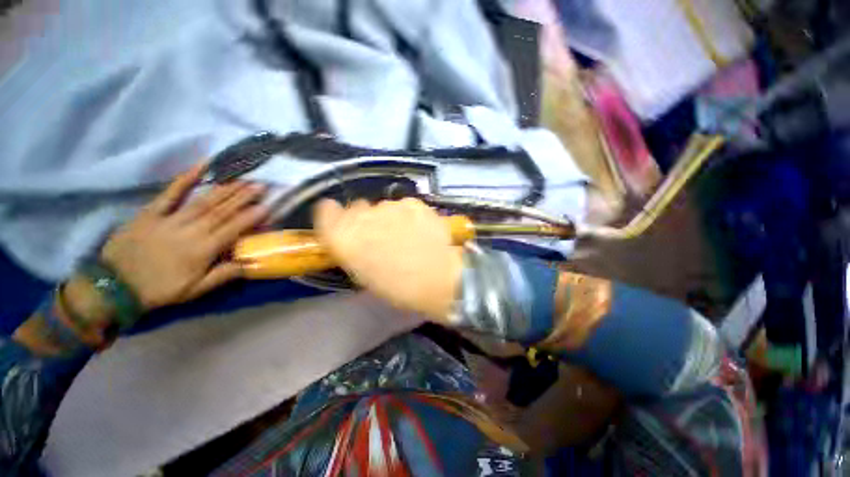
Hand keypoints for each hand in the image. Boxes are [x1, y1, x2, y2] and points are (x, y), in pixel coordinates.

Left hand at [100, 163, 267, 310]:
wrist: (115, 287)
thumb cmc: (160, 289)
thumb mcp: (195, 290)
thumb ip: (224, 275)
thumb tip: (253, 263)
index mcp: (202, 250)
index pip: (233, 229)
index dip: (251, 217)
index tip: (267, 206)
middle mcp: (190, 231)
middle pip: (221, 211)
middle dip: (243, 197)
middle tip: (260, 185)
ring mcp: (170, 219)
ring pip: (203, 201)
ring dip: (225, 189)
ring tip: (242, 179)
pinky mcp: (152, 212)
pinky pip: (170, 193)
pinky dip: (185, 178)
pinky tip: (200, 166)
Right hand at [314, 198, 462, 320]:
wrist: (436, 277)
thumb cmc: (397, 286)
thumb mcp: (364, 273)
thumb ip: (353, 249)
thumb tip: (354, 236)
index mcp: (344, 237)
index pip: (326, 211)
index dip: (334, 216)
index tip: (343, 223)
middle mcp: (362, 216)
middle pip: (356, 207)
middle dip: (365, 219)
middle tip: (381, 235)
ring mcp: (388, 206)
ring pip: (383, 207)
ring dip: (389, 218)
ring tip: (406, 235)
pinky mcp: (411, 202)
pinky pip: (404, 206)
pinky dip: (409, 215)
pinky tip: (419, 229)